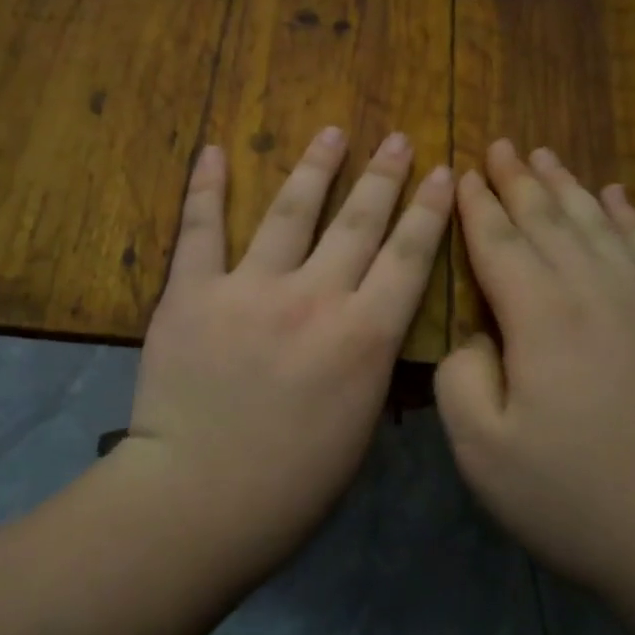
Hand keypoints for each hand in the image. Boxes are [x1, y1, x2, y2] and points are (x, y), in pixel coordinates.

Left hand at [122, 127, 453, 569]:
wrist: (197, 502)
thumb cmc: (292, 487)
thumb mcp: (360, 428)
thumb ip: (371, 366)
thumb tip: (374, 328)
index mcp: (364, 337)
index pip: (409, 257)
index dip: (429, 210)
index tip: (442, 171)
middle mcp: (315, 297)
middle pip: (359, 222)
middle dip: (384, 176)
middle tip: (398, 139)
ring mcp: (250, 288)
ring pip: (291, 211)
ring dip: (316, 166)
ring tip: (333, 132)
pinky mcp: (192, 292)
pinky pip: (200, 228)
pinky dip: (206, 187)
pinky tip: (214, 150)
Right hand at [435, 141, 634, 598]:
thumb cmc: (576, 500)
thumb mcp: (483, 451)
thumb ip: (462, 377)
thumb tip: (477, 335)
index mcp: (542, 317)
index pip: (500, 242)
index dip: (477, 206)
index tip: (463, 171)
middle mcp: (596, 292)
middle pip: (550, 220)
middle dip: (519, 181)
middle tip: (500, 145)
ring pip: (600, 225)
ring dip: (569, 188)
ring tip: (547, 157)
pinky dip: (629, 219)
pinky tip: (619, 198)